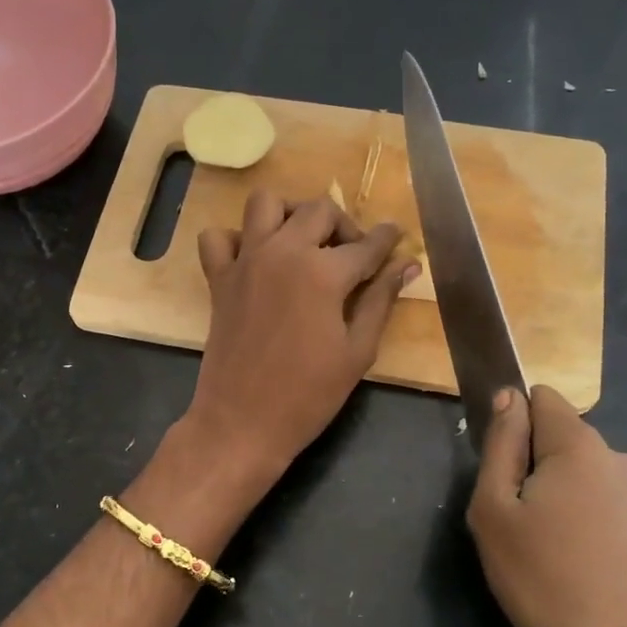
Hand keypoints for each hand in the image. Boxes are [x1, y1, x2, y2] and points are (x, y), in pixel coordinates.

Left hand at [184, 189, 417, 480]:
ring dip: (290, 214)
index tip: (396, 237)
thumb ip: (381, 300)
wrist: (242, 423)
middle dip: (344, 224)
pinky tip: (256, 261)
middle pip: (318, 210)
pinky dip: (237, 239)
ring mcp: (245, 262)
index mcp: (323, 272)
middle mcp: (283, 252)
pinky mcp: (219, 279)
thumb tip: (407, 265)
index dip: (387, 239)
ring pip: (265, 203)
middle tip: (353, 255)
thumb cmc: (308, 395)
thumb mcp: (357, 351)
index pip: (366, 244)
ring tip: (304, 243)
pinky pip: (218, 237)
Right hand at [467, 386, 626, 626]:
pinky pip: (613, 513)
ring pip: (589, 481)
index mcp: (581, 445)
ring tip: (552, 557)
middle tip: (519, 526)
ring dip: (567, 502)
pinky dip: (593, 530)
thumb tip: (509, 397)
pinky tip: (584, 573)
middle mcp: (623, 460)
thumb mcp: (495, 511)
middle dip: (538, 470)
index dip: (514, 424)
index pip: (542, 399)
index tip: (502, 469)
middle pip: (565, 443)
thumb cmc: (547, 578)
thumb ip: (500, 446)